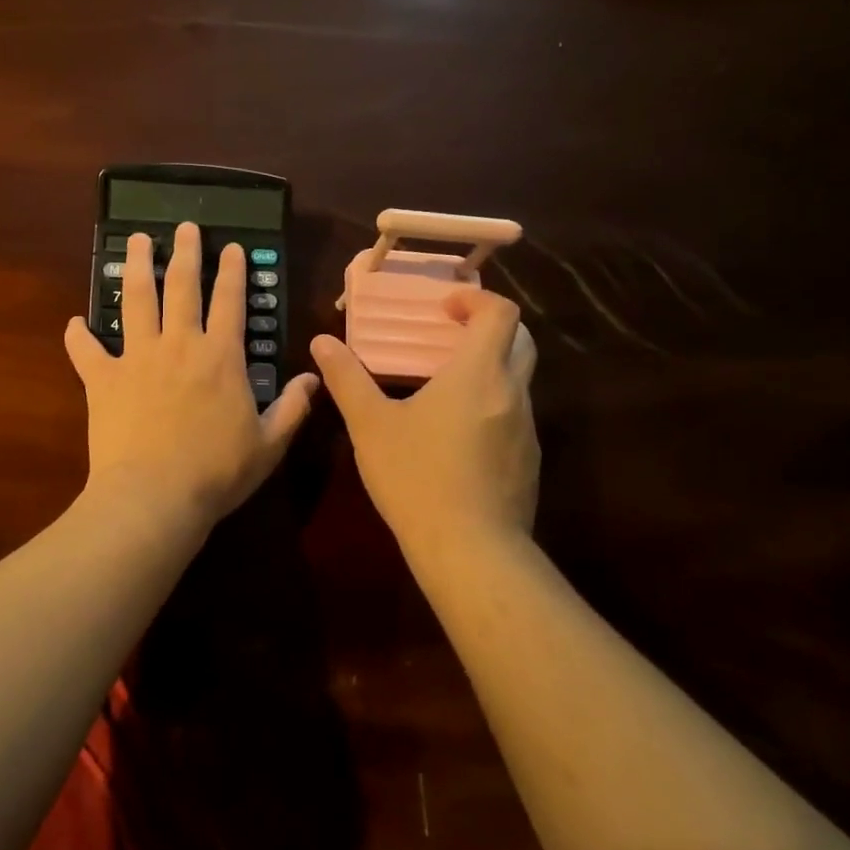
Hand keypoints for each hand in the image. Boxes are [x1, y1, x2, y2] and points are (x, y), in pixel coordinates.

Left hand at [65, 222, 319, 532]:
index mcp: (220, 357)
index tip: (231, 246)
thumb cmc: (217, 472)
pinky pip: (86, 350)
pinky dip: (79, 336)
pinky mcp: (102, 379)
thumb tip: (313, 378)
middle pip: (181, 286)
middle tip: (184, 227)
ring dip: (135, 267)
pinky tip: (74, 322)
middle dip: (185, 252)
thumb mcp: (268, 445)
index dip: (233, 271)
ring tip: (135, 242)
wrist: (154, 496)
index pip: (230, 301)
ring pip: (135, 300)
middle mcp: (178, 345)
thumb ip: (292, 408)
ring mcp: (136, 358)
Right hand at [311, 288, 538, 560]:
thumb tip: (322, 343)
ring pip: (517, 382)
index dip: (476, 299)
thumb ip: (347, 379)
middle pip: (520, 341)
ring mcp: (526, 429)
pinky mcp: (527, 462)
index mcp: (478, 373)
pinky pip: (513, 418)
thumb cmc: (416, 477)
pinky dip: (490, 408)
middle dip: (488, 329)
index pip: (501, 313)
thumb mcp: (370, 426)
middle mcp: (512, 393)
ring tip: (443, 388)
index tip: (445, 307)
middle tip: (446, 337)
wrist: (470, 550)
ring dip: (488, 371)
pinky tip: (454, 438)